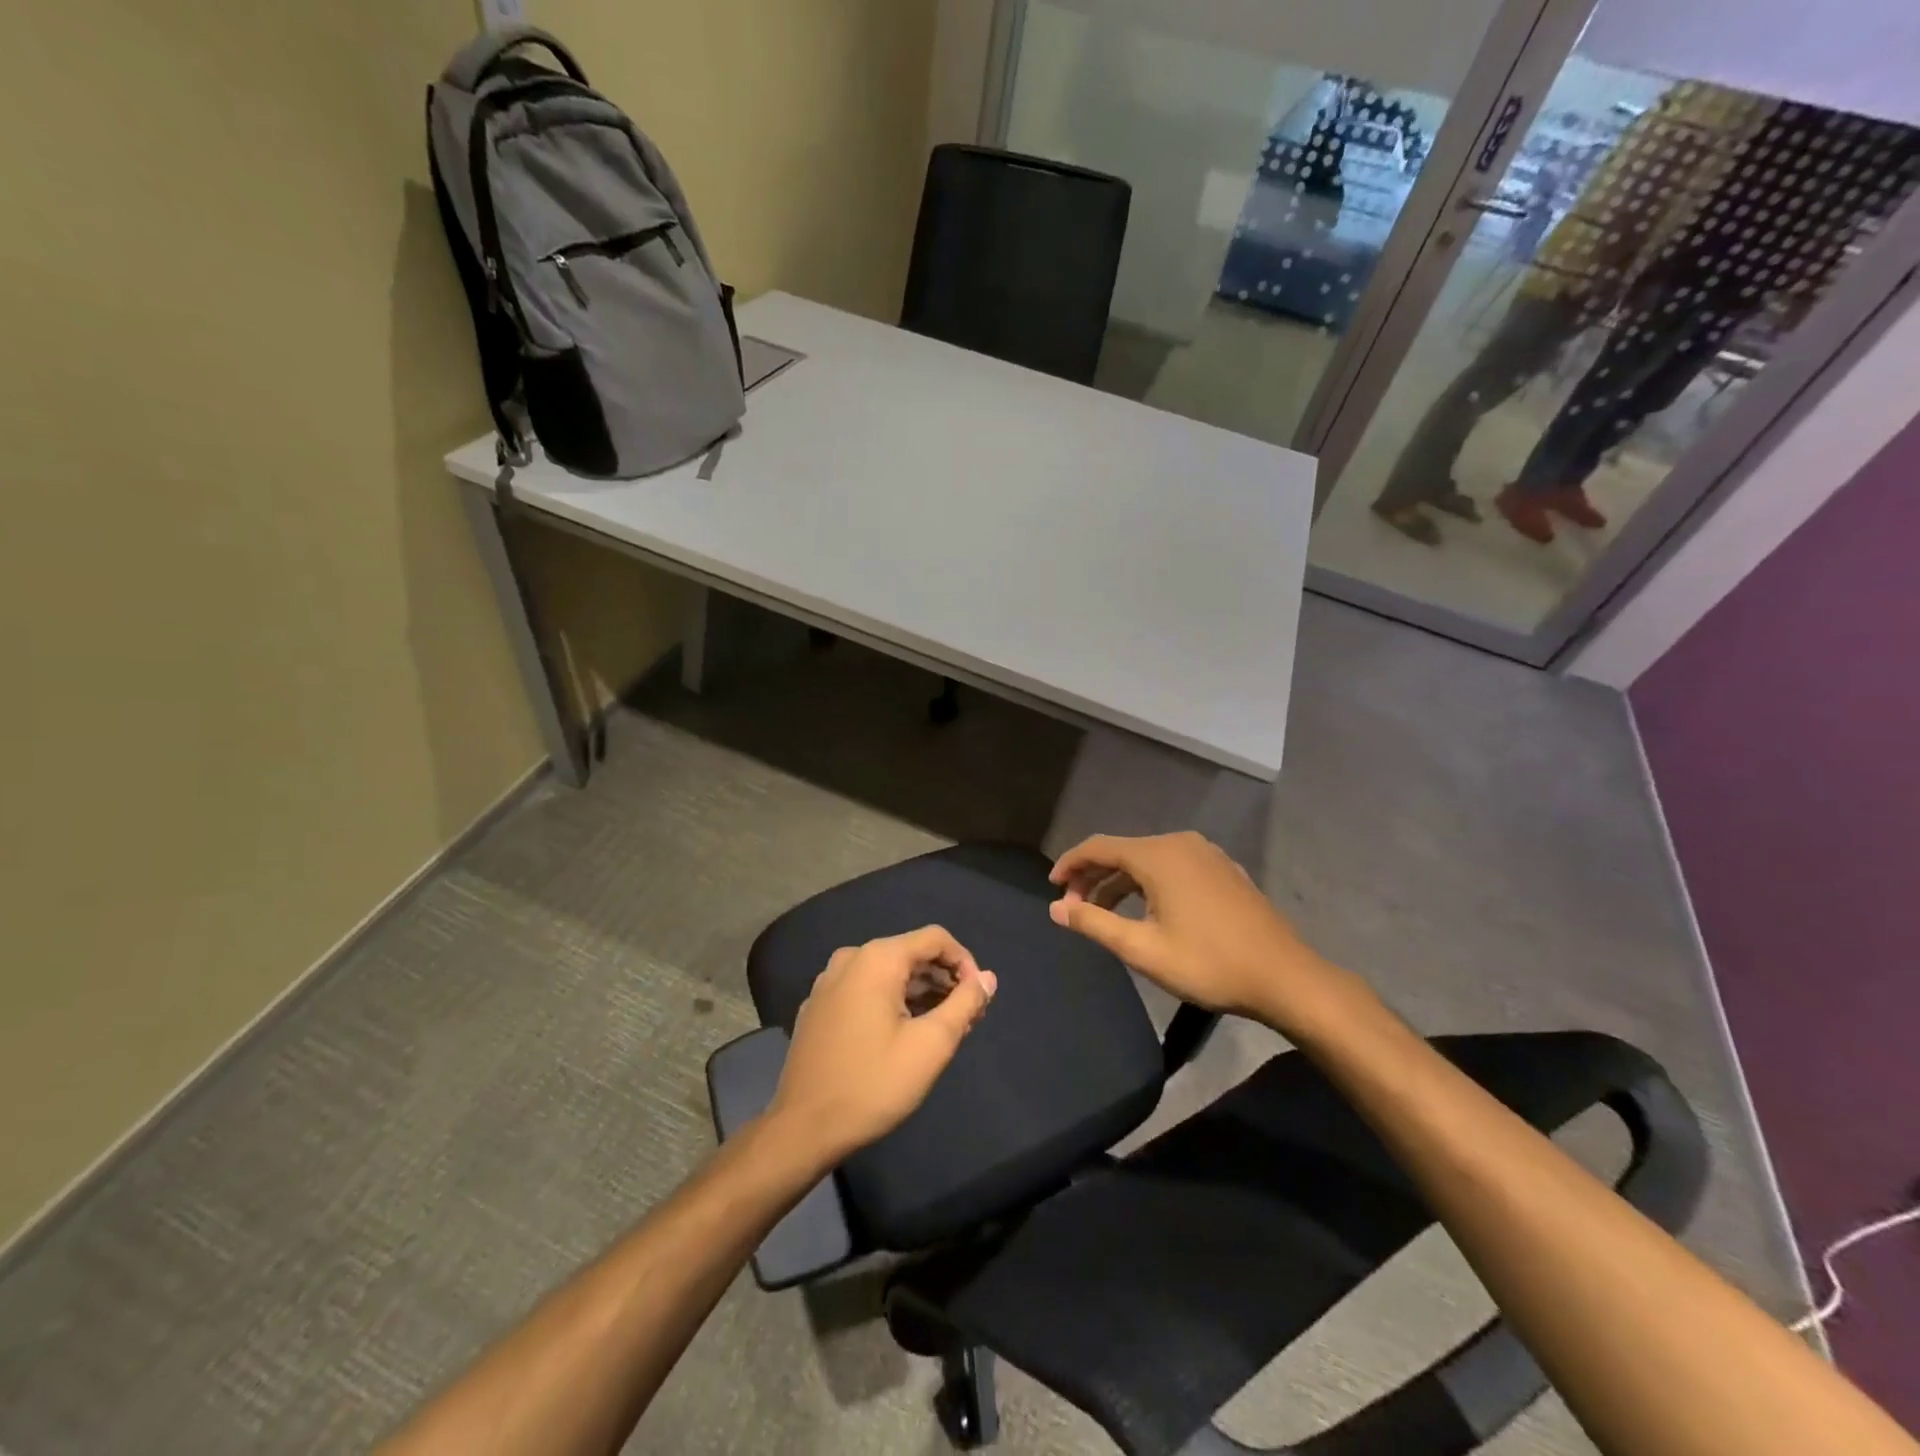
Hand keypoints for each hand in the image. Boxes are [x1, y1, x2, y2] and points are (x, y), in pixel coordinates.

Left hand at [767, 926, 996, 1166]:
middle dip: (944, 980)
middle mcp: (851, 958)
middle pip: (911, 954)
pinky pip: (865, 989)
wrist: (802, 1128)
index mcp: (877, 959)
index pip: (935, 939)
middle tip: (966, 1019)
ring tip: (941, 1029)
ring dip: (920, 992)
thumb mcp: (930, 1045)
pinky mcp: (819, 1006)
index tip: (979, 999)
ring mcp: (829, 981)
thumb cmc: (873, 1084)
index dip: (965, 963)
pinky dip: (891, 1001)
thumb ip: (964, 1005)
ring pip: (888, 973)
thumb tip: (987, 978)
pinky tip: (903, 1034)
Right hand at [1048, 831, 1334, 1026]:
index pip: (1098, 847)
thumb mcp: (1142, 949)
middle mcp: (1180, 843)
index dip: (1070, 864)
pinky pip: (1172, 866)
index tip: (1051, 887)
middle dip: (1093, 876)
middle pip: (1123, 850)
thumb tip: (1055, 908)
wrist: (1285, 977)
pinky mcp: (1222, 869)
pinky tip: (1146, 910)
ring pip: (1148, 859)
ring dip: (1120, 881)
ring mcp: (1206, 854)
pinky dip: (1148, 882)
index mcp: (1158, 855)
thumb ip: (1094, 923)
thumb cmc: (1208, 963)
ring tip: (1103, 913)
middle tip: (1073, 907)